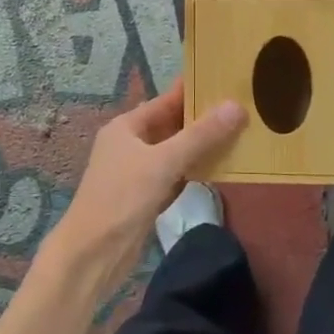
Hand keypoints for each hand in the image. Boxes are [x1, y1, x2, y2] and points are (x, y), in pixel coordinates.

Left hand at [36, 79, 245, 299]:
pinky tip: (218, 169)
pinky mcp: (144, 197)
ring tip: (238, 134)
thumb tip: (236, 106)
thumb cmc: (122, 198)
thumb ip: (200, 136)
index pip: (166, 100)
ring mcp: (136, 172)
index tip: (224, 79)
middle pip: (171, 125)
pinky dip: (193, 171)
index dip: (193, 90)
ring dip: (201, 146)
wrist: (93, 254)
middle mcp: (130, 144)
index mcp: (127, 127)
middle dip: (202, 119)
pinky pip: (174, 176)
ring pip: (175, 152)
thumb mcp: (163, 162)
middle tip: (241, 108)